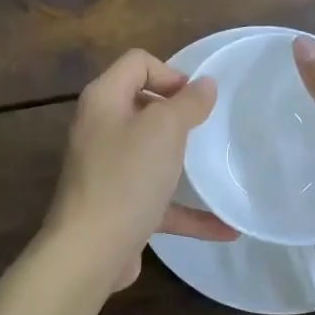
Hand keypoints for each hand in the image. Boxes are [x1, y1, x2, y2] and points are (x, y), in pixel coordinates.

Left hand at [37, 49, 238, 292]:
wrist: (90, 251)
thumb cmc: (127, 177)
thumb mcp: (164, 129)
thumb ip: (188, 103)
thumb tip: (205, 83)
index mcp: (104, 99)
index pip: (137, 62)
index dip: (170, 73)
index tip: (196, 100)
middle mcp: (100, 128)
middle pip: (142, 104)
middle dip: (177, 114)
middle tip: (206, 129)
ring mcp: (106, 169)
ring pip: (149, 153)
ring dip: (182, 161)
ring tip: (215, 166)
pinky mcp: (117, 206)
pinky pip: (157, 199)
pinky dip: (186, 209)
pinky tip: (224, 227)